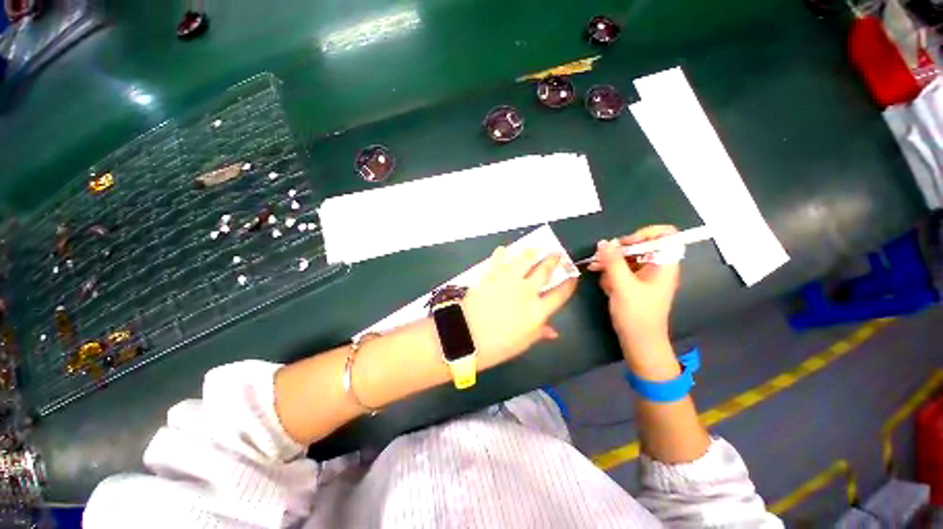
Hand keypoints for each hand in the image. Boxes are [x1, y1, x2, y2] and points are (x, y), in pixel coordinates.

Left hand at [462, 247, 576, 369]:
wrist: (466, 335)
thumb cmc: (496, 346)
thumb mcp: (522, 344)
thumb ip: (539, 333)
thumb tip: (553, 331)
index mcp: (537, 310)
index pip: (560, 294)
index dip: (569, 284)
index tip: (573, 277)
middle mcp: (526, 290)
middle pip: (544, 270)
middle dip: (553, 260)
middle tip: (557, 253)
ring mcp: (507, 280)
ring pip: (524, 259)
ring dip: (532, 252)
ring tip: (535, 248)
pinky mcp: (491, 275)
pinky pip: (499, 259)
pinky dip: (502, 253)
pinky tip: (504, 249)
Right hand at [588, 225, 680, 355]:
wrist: (639, 342)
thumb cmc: (637, 314)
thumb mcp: (623, 286)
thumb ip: (613, 262)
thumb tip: (603, 242)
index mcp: (664, 265)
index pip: (665, 235)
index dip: (646, 233)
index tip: (626, 243)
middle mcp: (657, 267)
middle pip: (641, 245)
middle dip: (619, 250)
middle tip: (601, 256)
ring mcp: (645, 276)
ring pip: (628, 258)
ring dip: (610, 263)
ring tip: (595, 268)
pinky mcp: (635, 285)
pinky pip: (622, 271)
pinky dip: (611, 273)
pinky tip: (604, 283)